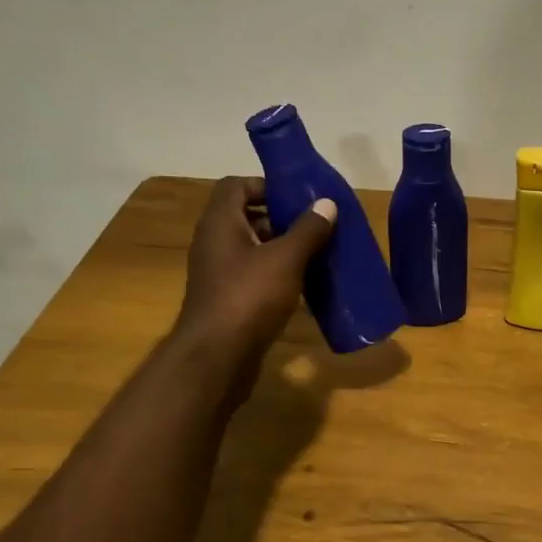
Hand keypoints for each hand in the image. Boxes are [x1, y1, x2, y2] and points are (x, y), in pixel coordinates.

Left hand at [173, 177, 335, 386]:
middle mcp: (214, 243)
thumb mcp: (286, 259)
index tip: (299, 197)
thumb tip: (327, 203)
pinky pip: (254, 276)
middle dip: (282, 219)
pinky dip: (277, 276)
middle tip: (316, 226)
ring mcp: (219, 274)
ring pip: (253, 249)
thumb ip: (308, 230)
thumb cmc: (249, 297)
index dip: (266, 185)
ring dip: (282, 250)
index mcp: (221, 223)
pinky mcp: (228, 300)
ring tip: (317, 255)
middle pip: (247, 217)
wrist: (217, 357)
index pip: (237, 186)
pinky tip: (305, 287)